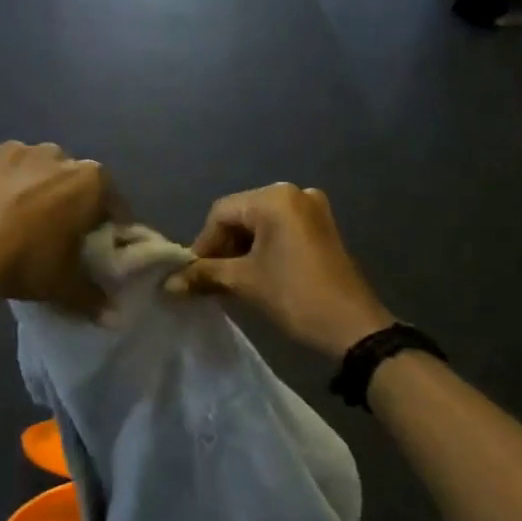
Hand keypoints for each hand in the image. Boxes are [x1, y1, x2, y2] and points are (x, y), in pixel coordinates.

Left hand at [0, 142, 110, 314]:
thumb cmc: (25, 261)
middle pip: (70, 179)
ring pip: (32, 168)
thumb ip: (92, 296)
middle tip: (53, 233)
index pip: (111, 201)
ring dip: (30, 186)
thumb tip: (109, 314)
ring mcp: (15, 149)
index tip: (96, 244)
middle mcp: (56, 154)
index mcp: (89, 180)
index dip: (106, 224)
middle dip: (66, 200)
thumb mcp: (64, 286)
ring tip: (14, 221)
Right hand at [163, 184, 392, 358]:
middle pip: (241, 215)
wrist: (353, 327)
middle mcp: (294, 193)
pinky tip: (255, 274)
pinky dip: (263, 248)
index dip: (203, 244)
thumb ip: (204, 275)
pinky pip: (281, 230)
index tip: (193, 275)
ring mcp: (312, 209)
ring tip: (230, 281)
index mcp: (274, 198)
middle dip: (222, 247)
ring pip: (260, 224)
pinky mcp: (322, 228)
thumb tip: (169, 283)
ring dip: (241, 250)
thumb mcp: (245, 282)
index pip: (221, 213)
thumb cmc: (295, 296)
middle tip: (210, 279)